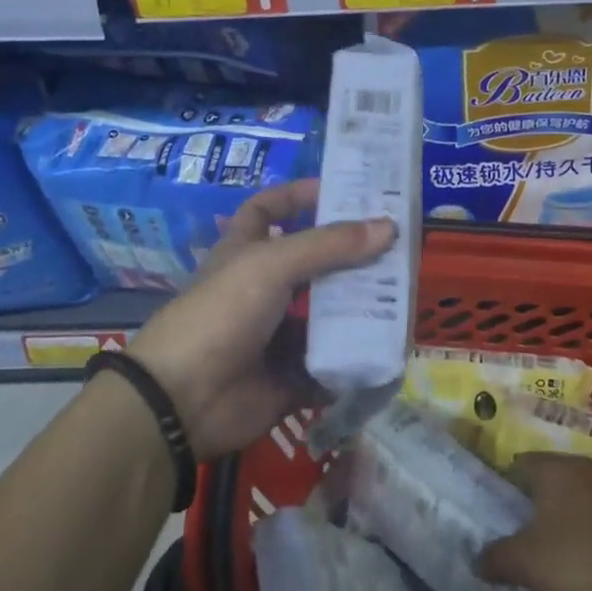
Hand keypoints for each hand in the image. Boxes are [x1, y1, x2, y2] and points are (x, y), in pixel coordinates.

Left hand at [125, 178, 395, 457]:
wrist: (184, 399)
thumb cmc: (222, 313)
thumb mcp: (271, 264)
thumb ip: (329, 245)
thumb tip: (388, 227)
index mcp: (247, 253)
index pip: (269, 210)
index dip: (299, 196)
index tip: (342, 191)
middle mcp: (265, 289)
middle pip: (315, 264)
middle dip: (353, 256)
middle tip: (399, 247)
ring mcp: (279, 334)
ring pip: (329, 314)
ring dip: (363, 307)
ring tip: (407, 296)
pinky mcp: (294, 375)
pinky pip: (333, 363)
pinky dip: (358, 358)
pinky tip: (392, 346)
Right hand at [478, 454, 591, 590]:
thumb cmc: (580, 559)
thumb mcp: (527, 564)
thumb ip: (497, 558)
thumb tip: (477, 559)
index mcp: (554, 467)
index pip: (519, 465)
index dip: (505, 490)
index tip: (499, 518)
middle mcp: (586, 465)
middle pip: (552, 481)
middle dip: (538, 508)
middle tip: (525, 539)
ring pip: (581, 498)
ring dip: (569, 521)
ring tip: (557, 557)